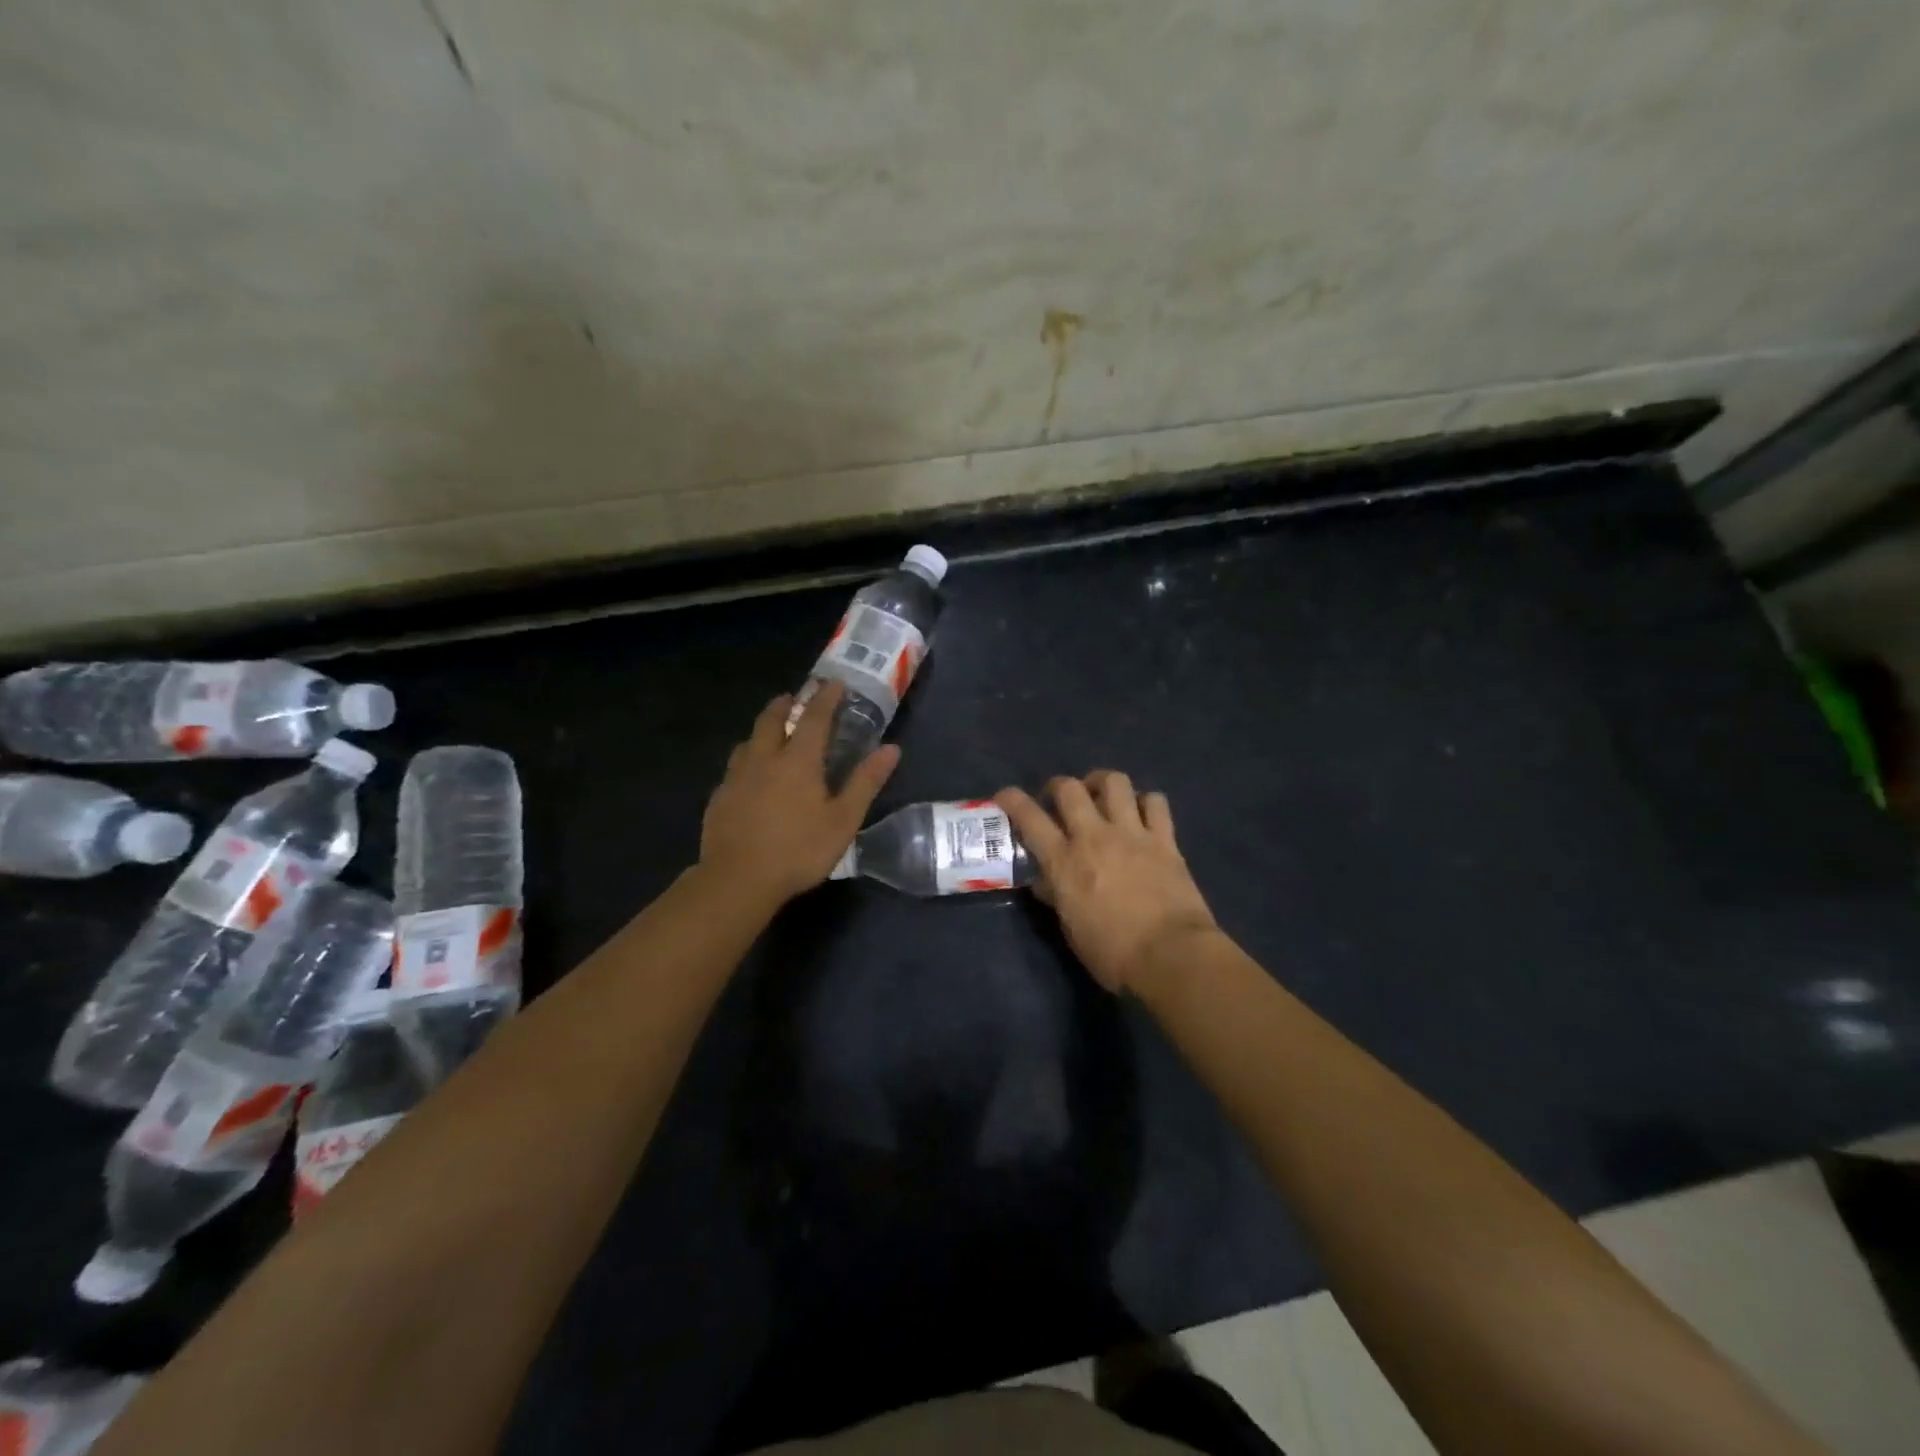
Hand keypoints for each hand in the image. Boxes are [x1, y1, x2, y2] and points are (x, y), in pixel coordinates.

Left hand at [699, 681, 899, 905]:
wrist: (737, 880)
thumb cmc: (798, 850)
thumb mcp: (843, 820)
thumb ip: (865, 782)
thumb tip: (891, 749)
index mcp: (798, 760)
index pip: (815, 717)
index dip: (826, 698)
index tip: (835, 684)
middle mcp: (764, 758)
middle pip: (771, 719)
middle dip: (785, 704)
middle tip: (795, 698)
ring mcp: (736, 777)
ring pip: (748, 741)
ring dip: (762, 729)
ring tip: (770, 733)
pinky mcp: (719, 798)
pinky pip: (734, 767)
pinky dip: (746, 759)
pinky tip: (749, 776)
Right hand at [996, 772, 1218, 993]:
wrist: (1171, 956)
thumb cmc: (1113, 954)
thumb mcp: (1071, 929)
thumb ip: (1056, 897)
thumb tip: (1045, 882)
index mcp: (1064, 861)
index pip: (1029, 817)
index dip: (1012, 800)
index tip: (1004, 796)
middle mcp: (1094, 837)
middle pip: (1070, 788)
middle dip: (1058, 786)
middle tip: (1058, 799)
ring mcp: (1132, 834)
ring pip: (1114, 782)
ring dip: (1101, 783)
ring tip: (1100, 795)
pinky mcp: (1164, 840)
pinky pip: (1155, 802)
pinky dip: (1146, 802)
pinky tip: (1142, 814)